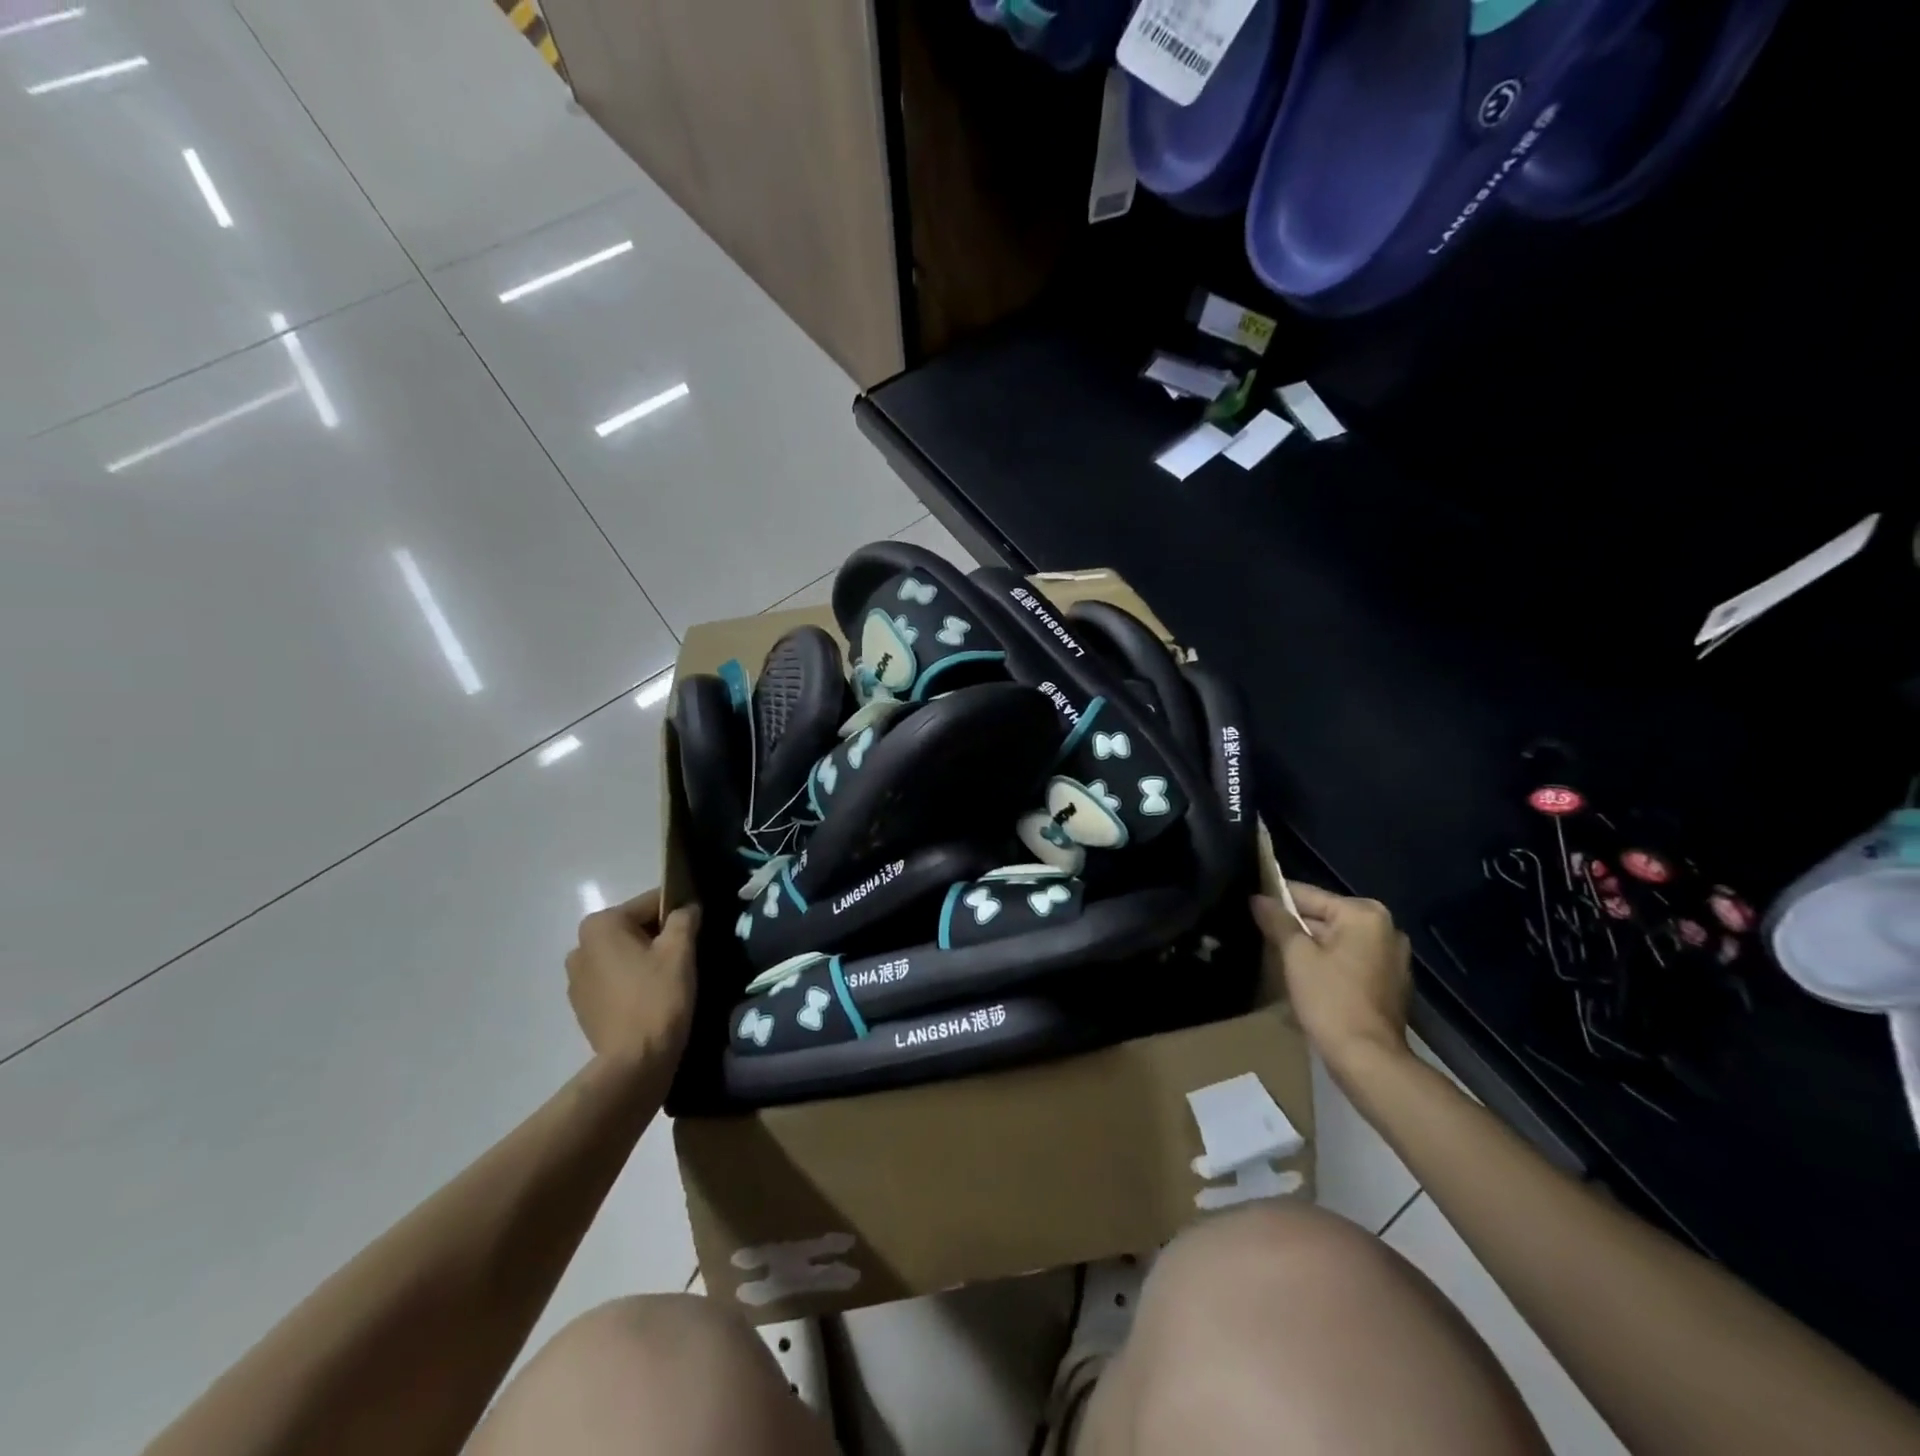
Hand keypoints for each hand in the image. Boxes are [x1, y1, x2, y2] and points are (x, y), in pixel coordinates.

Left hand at [566, 889, 699, 1067]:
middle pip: (634, 929)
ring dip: (645, 960)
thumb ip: (684, 918)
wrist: (635, 1063)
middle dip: (660, 937)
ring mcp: (576, 979)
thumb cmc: (658, 997)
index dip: (679, 912)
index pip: (651, 903)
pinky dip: (633, 982)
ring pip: (623, 955)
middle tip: (687, 956)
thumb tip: (687, 907)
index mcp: (600, 926)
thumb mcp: (680, 950)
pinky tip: (652, 998)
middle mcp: (579, 946)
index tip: (698, 929)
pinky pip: (614, 980)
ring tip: (670, 979)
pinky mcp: (582, 1006)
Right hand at [1251, 882, 1411, 1077]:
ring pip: (1337, 941)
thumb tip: (1258, 898)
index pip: (1308, 895)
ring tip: (1275, 954)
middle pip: (1325, 917)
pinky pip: (1350, 961)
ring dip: (1310, 946)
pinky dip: (1328, 964)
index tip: (1250, 904)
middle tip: (1259, 932)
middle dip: (1293, 926)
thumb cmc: (1331, 1000)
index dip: (1276, 899)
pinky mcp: (1390, 984)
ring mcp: (1392, 958)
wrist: (1369, 1061)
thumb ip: (1277, 921)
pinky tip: (1304, 977)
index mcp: (1364, 914)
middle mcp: (1386, 929)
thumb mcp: (1296, 956)